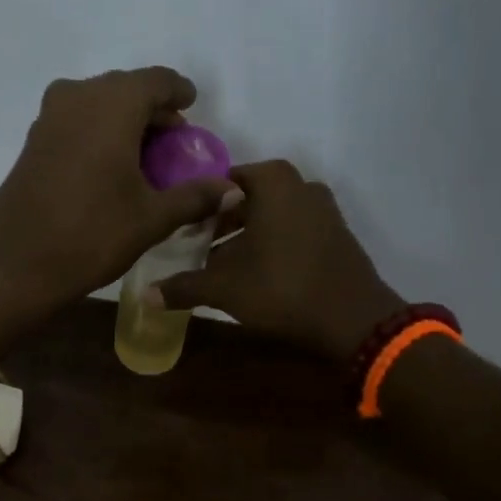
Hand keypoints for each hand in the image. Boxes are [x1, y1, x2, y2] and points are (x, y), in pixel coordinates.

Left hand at [0, 68, 238, 311]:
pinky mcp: (31, 143)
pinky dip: (96, 135)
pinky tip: (107, 169)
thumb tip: (233, 190)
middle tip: (171, 142)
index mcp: (113, 103)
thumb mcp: (151, 218)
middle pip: (125, 90)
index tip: (191, 107)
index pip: (157, 81)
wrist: (16, 264)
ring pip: (96, 106)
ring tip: (142, 158)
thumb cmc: (92, 235)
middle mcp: (78, 96)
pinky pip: (74, 124)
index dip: (179, 93)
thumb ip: (194, 196)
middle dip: (151, 111)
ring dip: (122, 123)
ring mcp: (48, 118)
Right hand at [150, 160, 405, 360]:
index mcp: (273, 182)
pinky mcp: (334, 234)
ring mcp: (323, 209)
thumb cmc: (283, 289)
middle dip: (219, 223)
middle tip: (193, 248)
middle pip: (246, 198)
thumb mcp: (225, 288)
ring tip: (219, 266)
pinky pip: (291, 231)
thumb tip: (146, 295)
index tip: (178, 227)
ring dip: (244, 237)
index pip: (221, 181)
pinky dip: (270, 245)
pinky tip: (254, 275)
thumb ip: (184, 286)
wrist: (353, 319)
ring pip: (270, 216)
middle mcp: (300, 185)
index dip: (196, 204)